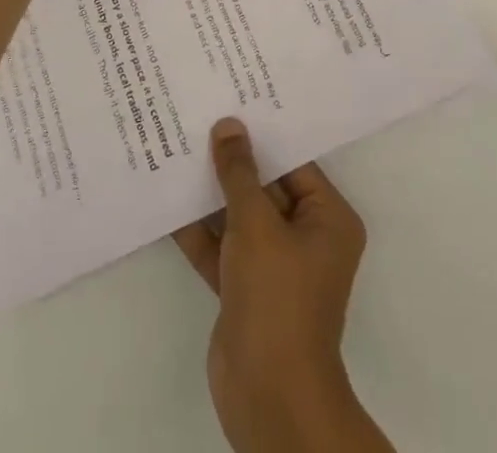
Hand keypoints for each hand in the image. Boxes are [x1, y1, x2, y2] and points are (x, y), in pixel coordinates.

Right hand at [173, 120, 391, 452]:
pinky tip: (168, 199)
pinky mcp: (246, 289)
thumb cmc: (277, 298)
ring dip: (211, 192)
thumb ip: (239, 173)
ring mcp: (275, 266)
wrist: (269, 396)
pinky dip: (199, 229)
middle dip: (233, 161)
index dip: (262, 133)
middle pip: (266, 186)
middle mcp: (307, 237)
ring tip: (178, 147)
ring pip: (241, 216)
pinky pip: (222, 246)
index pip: (294, 162)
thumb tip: (228, 126)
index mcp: (328, 219)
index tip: (233, 101)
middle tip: (201, 116)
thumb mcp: (257, 223)